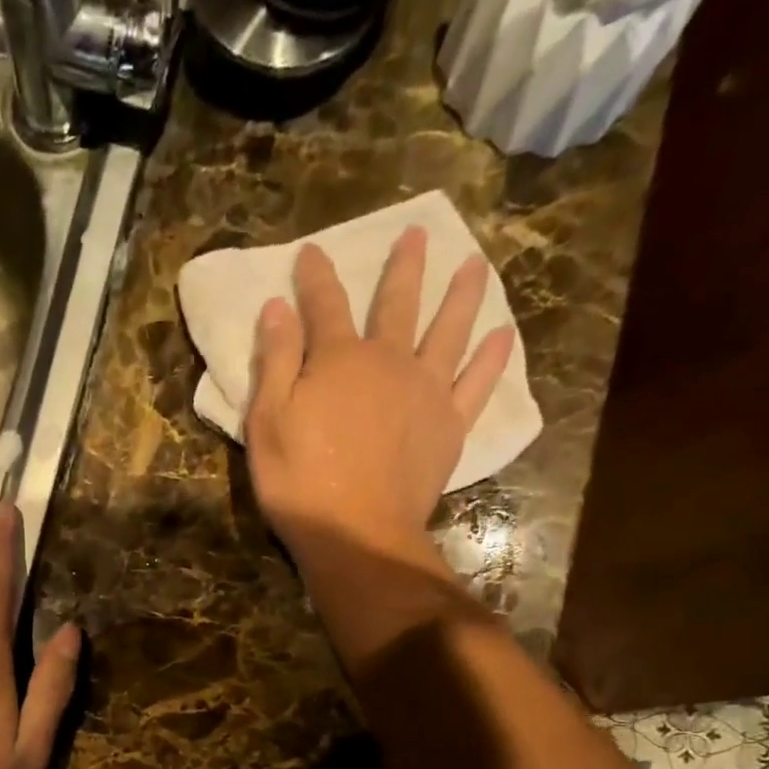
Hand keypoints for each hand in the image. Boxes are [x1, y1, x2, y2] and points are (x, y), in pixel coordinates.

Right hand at [246, 230, 513, 575]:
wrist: (357, 533)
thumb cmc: (299, 483)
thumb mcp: (267, 423)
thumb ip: (275, 363)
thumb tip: (278, 308)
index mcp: (338, 360)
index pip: (324, 305)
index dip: (316, 277)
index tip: (312, 251)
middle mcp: (389, 361)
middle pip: (398, 304)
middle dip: (404, 268)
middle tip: (417, 234)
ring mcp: (426, 391)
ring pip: (449, 330)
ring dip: (462, 295)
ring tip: (476, 265)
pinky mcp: (450, 425)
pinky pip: (477, 382)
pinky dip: (491, 357)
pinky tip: (502, 335)